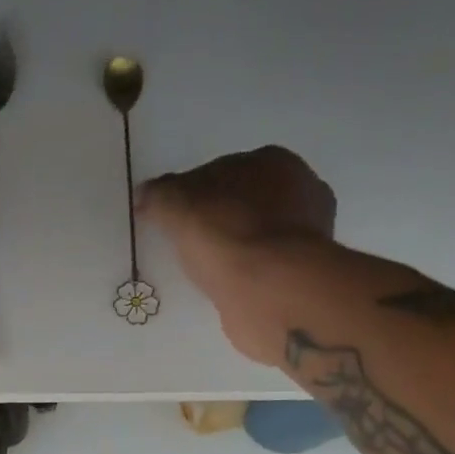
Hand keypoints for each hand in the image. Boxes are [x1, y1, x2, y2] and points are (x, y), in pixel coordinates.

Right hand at [136, 146, 339, 363]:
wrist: (270, 291)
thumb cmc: (227, 234)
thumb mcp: (177, 206)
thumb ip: (159, 196)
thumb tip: (145, 195)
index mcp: (273, 161)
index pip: (222, 171)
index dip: (193, 192)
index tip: (173, 217)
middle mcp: (302, 191)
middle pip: (245, 203)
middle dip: (219, 219)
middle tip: (189, 244)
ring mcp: (309, 236)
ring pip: (257, 236)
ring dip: (235, 249)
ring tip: (205, 270)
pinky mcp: (305, 274)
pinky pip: (265, 268)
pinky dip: (246, 275)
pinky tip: (226, 287)